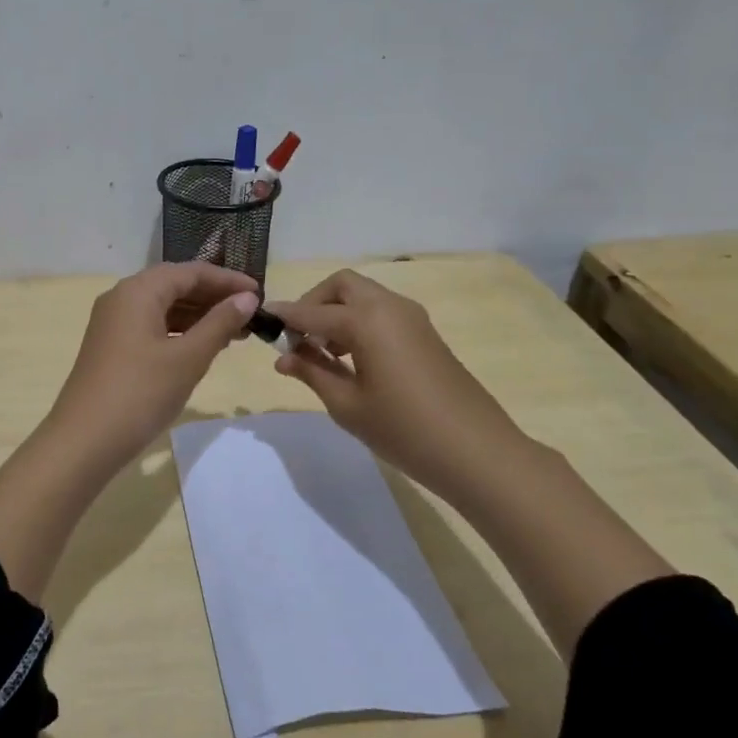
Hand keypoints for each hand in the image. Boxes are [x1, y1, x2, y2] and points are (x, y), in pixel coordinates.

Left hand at [47, 262, 259, 471]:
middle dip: (213, 298)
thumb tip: (247, 297)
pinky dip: (179, 332)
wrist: (84, 441)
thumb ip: (220, 323)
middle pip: (174, 285)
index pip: (190, 272)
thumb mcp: (188, 358)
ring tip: (233, 334)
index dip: (227, 280)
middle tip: (249, 316)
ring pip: (163, 307)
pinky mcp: (111, 347)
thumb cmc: (141, 393)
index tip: (260, 294)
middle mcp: (122, 298)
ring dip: (198, 317)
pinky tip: (201, 348)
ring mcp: (113, 324)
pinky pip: (151, 326)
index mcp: (138, 291)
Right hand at [265, 269, 529, 490]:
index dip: (285, 316)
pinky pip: (382, 312)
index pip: (312, 310)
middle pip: (342, 285)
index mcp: (366, 320)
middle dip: (314, 303)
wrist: (477, 452)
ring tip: (321, 353)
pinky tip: (351, 359)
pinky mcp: (425, 334)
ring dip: (337, 312)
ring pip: (364, 296)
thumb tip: (282, 356)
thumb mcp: (346, 405)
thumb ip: (312, 372)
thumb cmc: (403, 430)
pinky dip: (359, 322)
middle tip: (298, 339)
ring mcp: (412, 318)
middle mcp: (389, 307)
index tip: (260, 323)